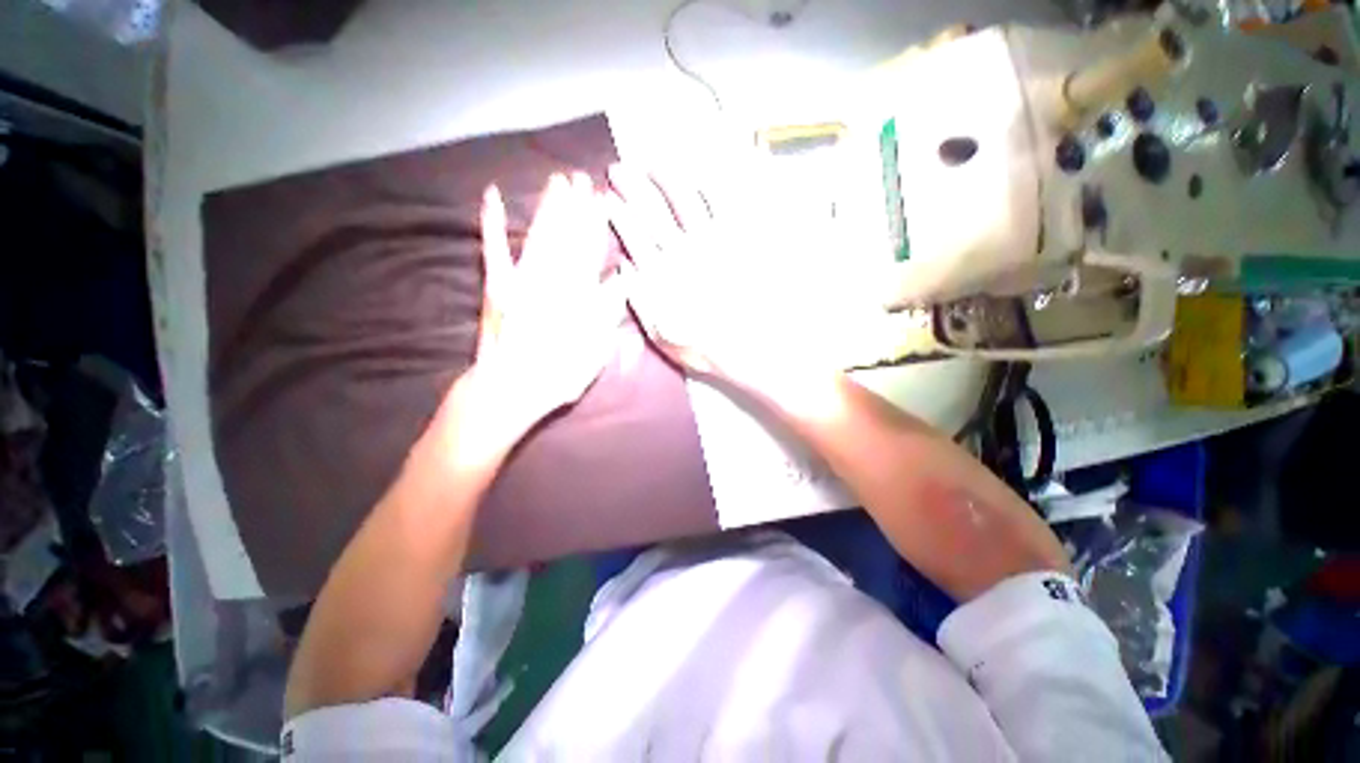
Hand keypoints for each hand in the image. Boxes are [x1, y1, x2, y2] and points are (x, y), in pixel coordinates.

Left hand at [430, 173, 624, 461]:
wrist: (510, 388)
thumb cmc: (559, 374)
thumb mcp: (596, 349)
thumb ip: (608, 311)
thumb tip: (622, 281)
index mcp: (578, 295)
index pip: (592, 252)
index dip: (598, 225)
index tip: (604, 200)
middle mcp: (552, 279)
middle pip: (567, 236)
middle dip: (575, 206)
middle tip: (582, 178)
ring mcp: (521, 278)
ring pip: (540, 235)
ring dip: (549, 206)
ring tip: (557, 181)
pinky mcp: (496, 283)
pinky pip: (494, 248)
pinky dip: (493, 222)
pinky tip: (494, 197)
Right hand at [606, 164, 851, 387]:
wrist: (754, 349)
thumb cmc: (706, 348)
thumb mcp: (663, 336)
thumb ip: (640, 302)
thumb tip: (624, 269)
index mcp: (663, 276)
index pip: (634, 236)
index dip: (618, 214)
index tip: (607, 198)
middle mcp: (684, 252)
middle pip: (654, 211)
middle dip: (633, 186)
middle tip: (620, 168)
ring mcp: (714, 242)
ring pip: (686, 198)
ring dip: (666, 176)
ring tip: (654, 162)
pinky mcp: (742, 239)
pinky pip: (726, 202)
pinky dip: (713, 182)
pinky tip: (703, 170)